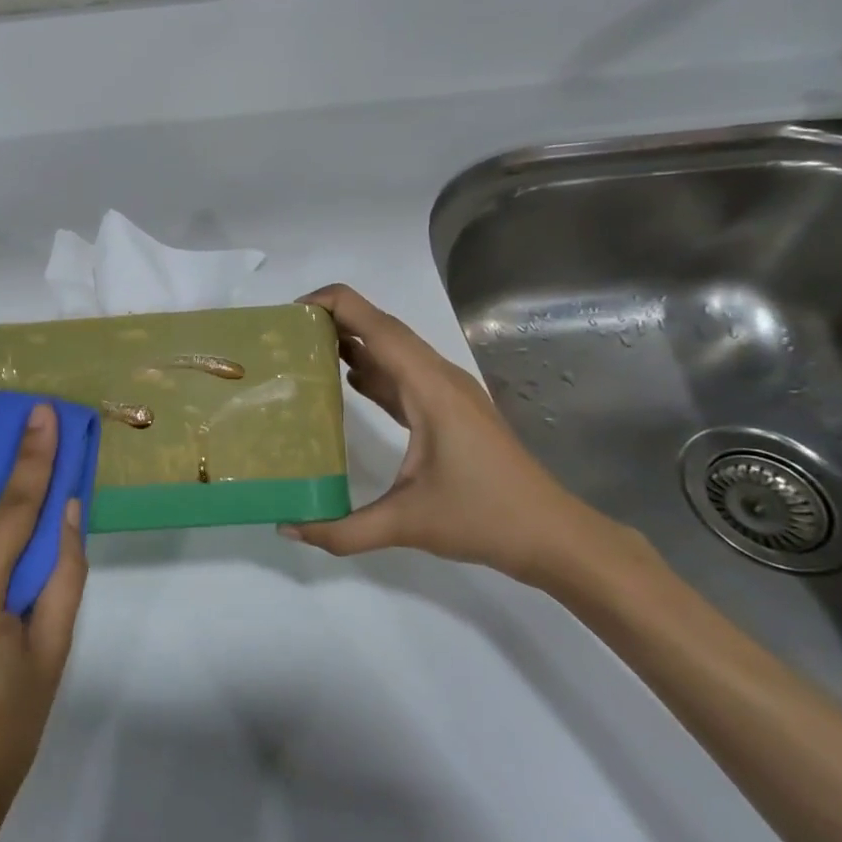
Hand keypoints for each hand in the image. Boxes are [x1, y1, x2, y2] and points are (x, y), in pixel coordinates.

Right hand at [281, 285, 653, 589]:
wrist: (554, 536)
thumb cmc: (485, 519)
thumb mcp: (406, 525)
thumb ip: (342, 530)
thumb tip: (287, 527)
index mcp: (429, 388)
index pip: (377, 325)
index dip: (335, 305)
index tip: (292, 312)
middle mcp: (439, 379)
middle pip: (383, 329)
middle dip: (335, 319)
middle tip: (287, 332)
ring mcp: (448, 393)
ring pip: (394, 350)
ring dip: (354, 341)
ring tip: (306, 349)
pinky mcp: (450, 410)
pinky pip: (404, 375)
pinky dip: (372, 369)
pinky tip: (347, 381)